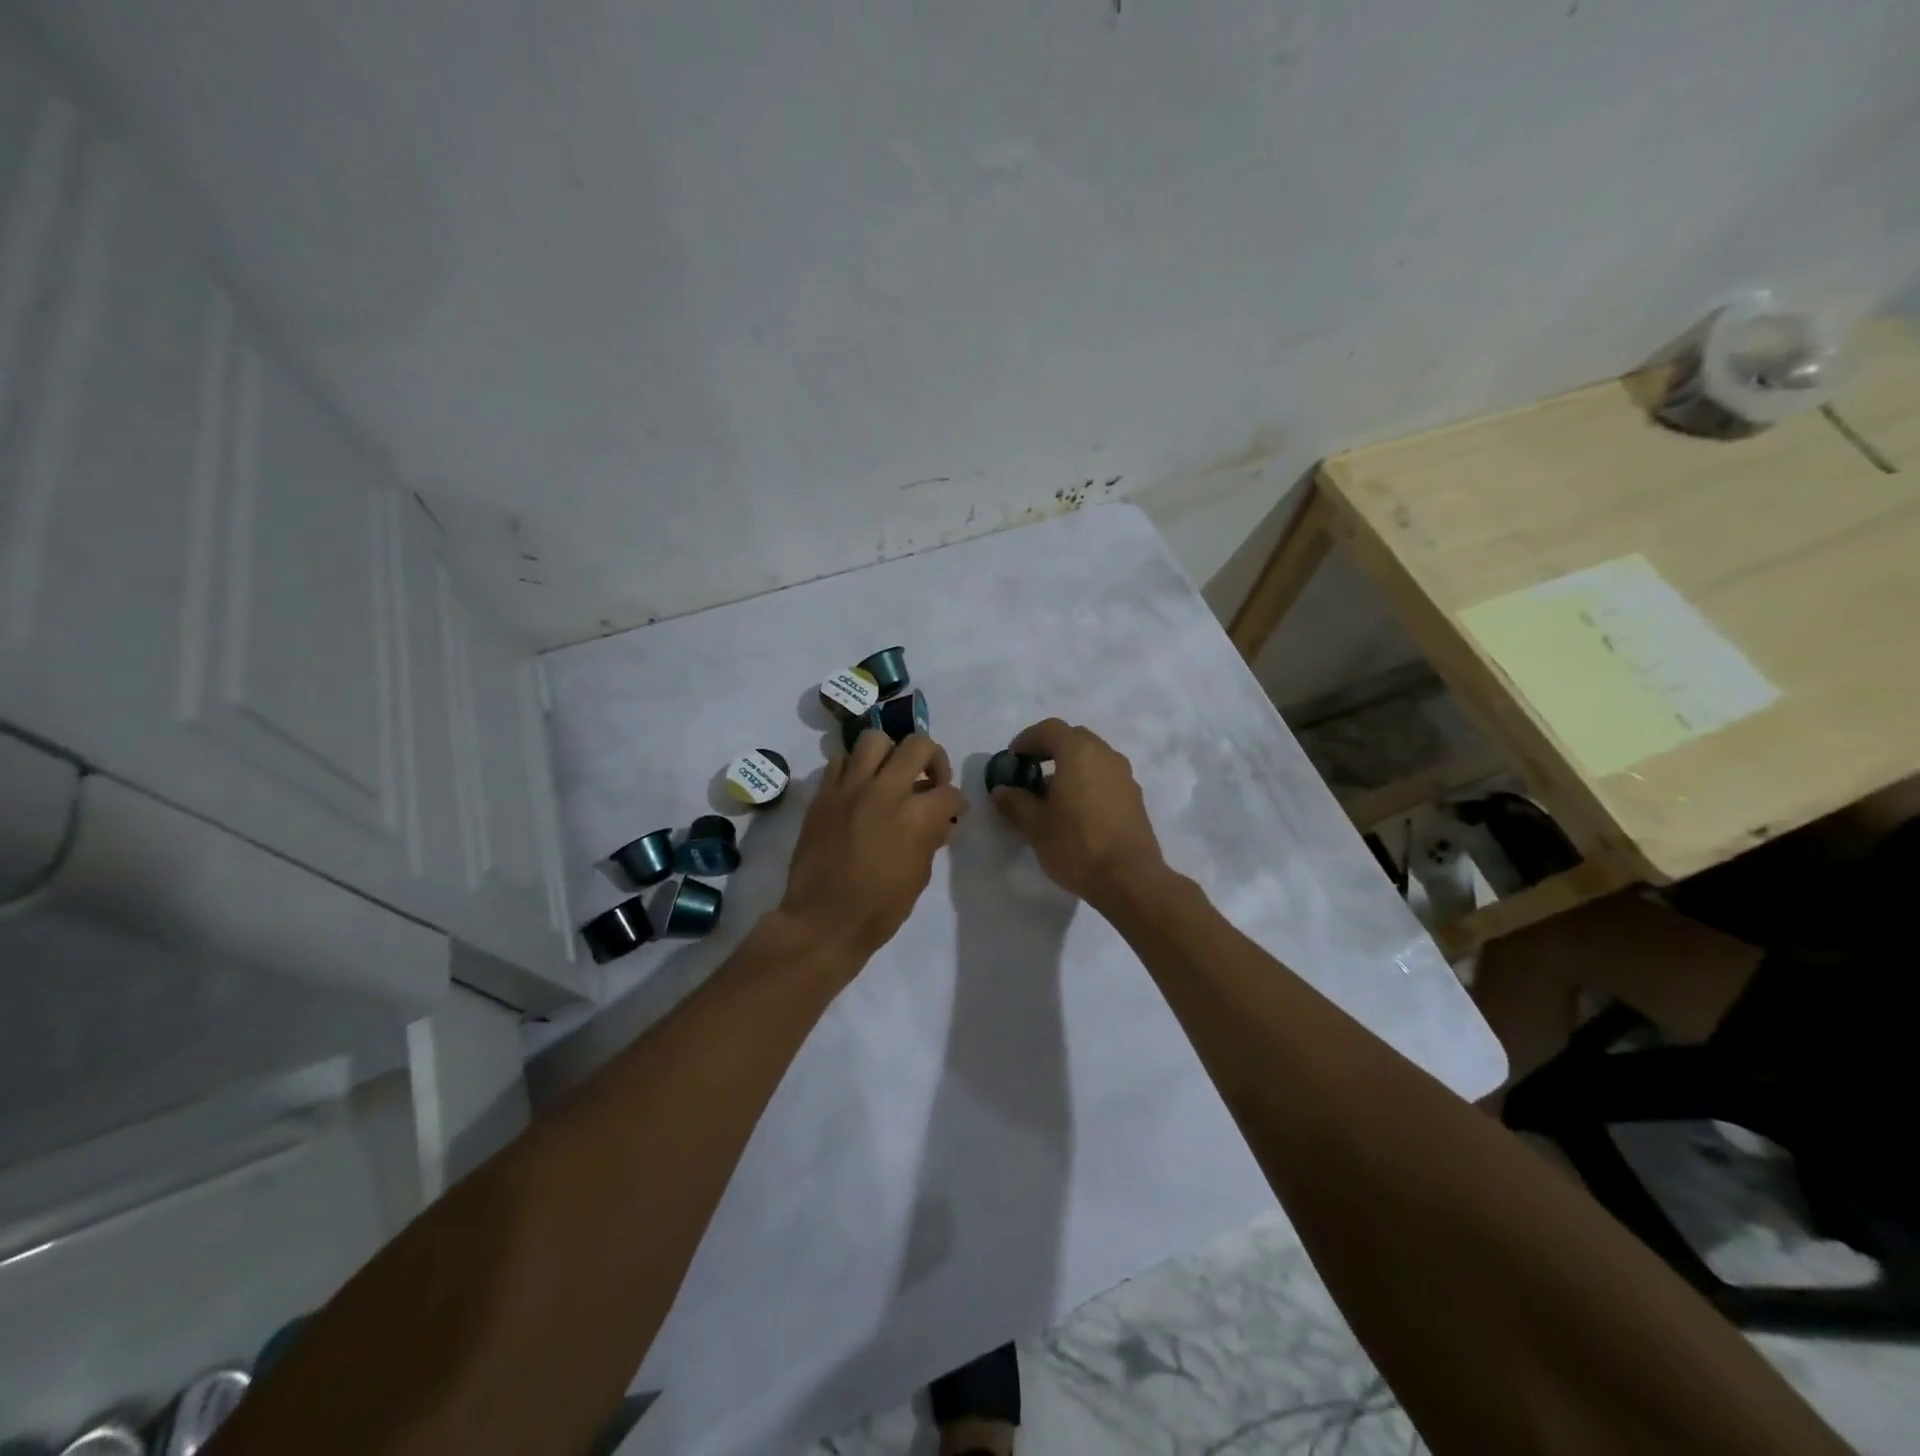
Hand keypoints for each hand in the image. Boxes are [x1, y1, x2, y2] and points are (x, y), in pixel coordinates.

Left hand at [778, 731, 968, 968]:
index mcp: (915, 816)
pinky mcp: (824, 793)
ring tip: (891, 774)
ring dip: (891, 753)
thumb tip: (939, 822)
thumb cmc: (879, 909)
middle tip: (930, 779)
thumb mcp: (919, 876)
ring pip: (875, 739)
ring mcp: (850, 788)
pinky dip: (855, 768)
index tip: (953, 812)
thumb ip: (931, 840)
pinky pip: (841, 761)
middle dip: (934, 759)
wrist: (823, 920)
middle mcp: (885, 790)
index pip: (949, 792)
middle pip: (918, 745)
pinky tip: (860, 789)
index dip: (956, 803)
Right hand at [989, 719, 1167, 908]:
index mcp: (1079, 753)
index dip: (1027, 739)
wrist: (1130, 879)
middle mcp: (1105, 755)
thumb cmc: (1077, 846)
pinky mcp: (1134, 797)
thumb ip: (1015, 802)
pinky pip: (1105, 776)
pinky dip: (1087, 780)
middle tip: (1030, 771)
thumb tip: (1002, 790)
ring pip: (1093, 757)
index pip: (1049, 729)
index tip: (1013, 759)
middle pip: (1074, 738)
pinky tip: (1076, 809)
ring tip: (1052, 793)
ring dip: (1070, 765)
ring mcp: (1124, 776)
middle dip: (1050, 749)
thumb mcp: (1036, 826)